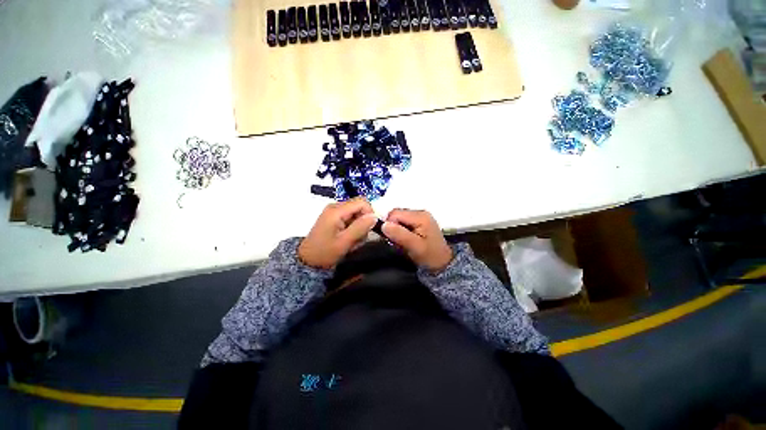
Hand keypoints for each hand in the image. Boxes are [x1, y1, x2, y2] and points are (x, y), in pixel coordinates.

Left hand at [299, 198, 377, 268]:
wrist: (308, 260)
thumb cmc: (325, 252)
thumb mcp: (344, 242)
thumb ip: (360, 227)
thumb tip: (375, 216)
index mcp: (337, 210)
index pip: (362, 202)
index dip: (369, 213)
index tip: (369, 228)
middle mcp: (336, 207)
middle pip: (360, 207)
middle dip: (364, 222)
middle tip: (359, 237)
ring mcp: (335, 212)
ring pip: (357, 213)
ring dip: (359, 227)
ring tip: (352, 240)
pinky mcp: (335, 218)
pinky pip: (351, 218)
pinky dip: (354, 228)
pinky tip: (349, 239)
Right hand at [382, 209, 452, 272]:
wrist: (443, 263)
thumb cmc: (430, 256)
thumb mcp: (414, 247)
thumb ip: (399, 234)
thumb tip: (384, 225)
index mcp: (420, 216)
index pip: (395, 214)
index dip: (389, 225)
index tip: (391, 239)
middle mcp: (420, 212)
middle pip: (396, 214)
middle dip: (392, 227)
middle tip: (396, 241)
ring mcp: (420, 216)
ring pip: (398, 218)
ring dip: (396, 229)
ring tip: (402, 242)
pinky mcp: (419, 221)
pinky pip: (403, 222)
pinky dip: (400, 230)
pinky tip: (405, 239)